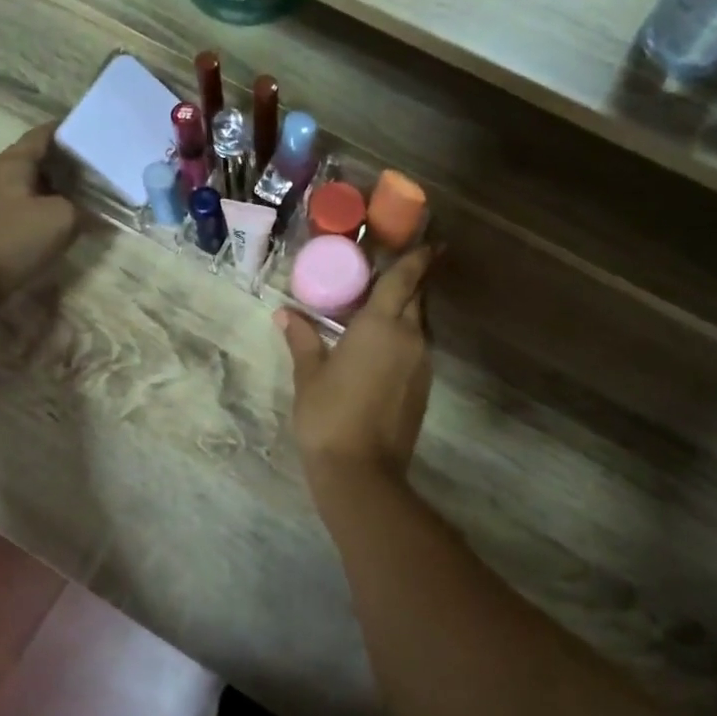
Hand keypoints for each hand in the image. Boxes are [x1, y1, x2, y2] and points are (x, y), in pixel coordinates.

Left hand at [0, 123, 77, 310]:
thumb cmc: (12, 240)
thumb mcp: (61, 220)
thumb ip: (82, 209)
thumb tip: (94, 212)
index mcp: (12, 163)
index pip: (43, 135)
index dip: (69, 130)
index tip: (95, 132)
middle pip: (36, 160)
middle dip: (66, 164)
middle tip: (98, 168)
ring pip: (29, 187)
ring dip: (56, 190)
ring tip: (86, 196)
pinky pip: (21, 210)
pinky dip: (42, 210)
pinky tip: (60, 224)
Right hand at [279, 248, 435, 502]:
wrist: (362, 472)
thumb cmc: (329, 414)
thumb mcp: (309, 374)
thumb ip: (302, 338)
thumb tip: (285, 314)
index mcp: (381, 325)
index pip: (405, 280)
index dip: (418, 258)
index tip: (431, 242)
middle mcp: (410, 338)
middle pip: (416, 299)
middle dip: (411, 282)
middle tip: (394, 270)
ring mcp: (421, 365)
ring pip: (418, 325)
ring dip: (406, 312)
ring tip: (380, 308)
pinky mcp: (423, 388)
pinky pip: (417, 349)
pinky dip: (404, 338)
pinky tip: (381, 347)